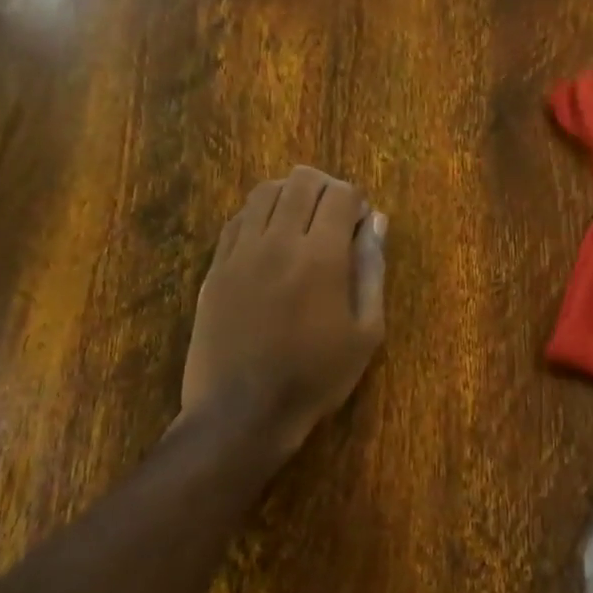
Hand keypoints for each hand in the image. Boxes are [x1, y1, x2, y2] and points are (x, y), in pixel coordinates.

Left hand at [181, 166, 386, 457]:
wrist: (242, 411)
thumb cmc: (315, 378)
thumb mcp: (366, 332)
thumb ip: (372, 270)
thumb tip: (376, 222)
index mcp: (321, 256)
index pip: (340, 194)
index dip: (356, 201)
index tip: (360, 225)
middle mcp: (278, 240)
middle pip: (301, 181)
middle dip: (326, 189)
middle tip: (334, 219)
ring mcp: (240, 252)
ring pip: (264, 192)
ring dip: (290, 196)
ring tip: (302, 226)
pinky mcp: (215, 267)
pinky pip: (238, 220)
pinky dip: (260, 216)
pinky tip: (270, 243)